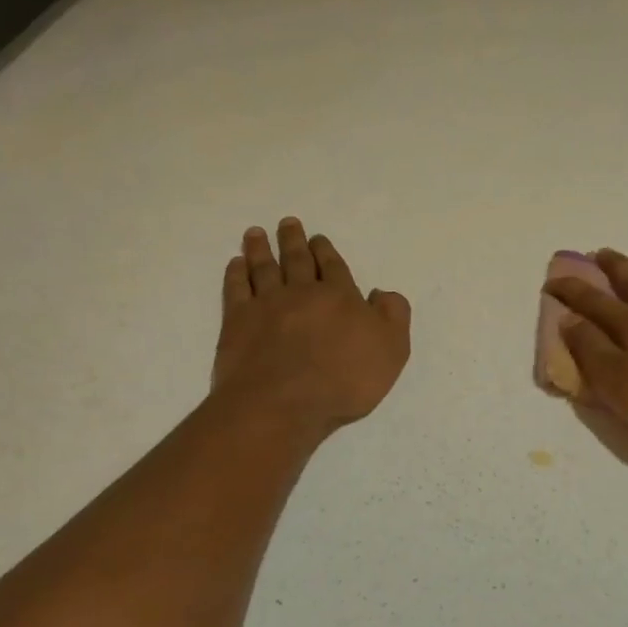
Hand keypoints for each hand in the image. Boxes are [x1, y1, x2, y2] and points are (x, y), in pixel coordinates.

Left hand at [211, 217, 411, 439]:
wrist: (283, 403)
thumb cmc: (343, 381)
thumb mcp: (391, 350)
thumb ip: (393, 316)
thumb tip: (380, 292)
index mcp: (340, 297)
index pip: (333, 267)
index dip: (325, 251)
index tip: (317, 238)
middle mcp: (302, 292)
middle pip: (297, 260)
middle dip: (293, 240)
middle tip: (286, 223)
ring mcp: (267, 304)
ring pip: (263, 268)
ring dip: (260, 249)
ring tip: (256, 233)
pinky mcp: (237, 321)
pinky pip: (236, 289)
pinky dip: (235, 274)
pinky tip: (235, 264)